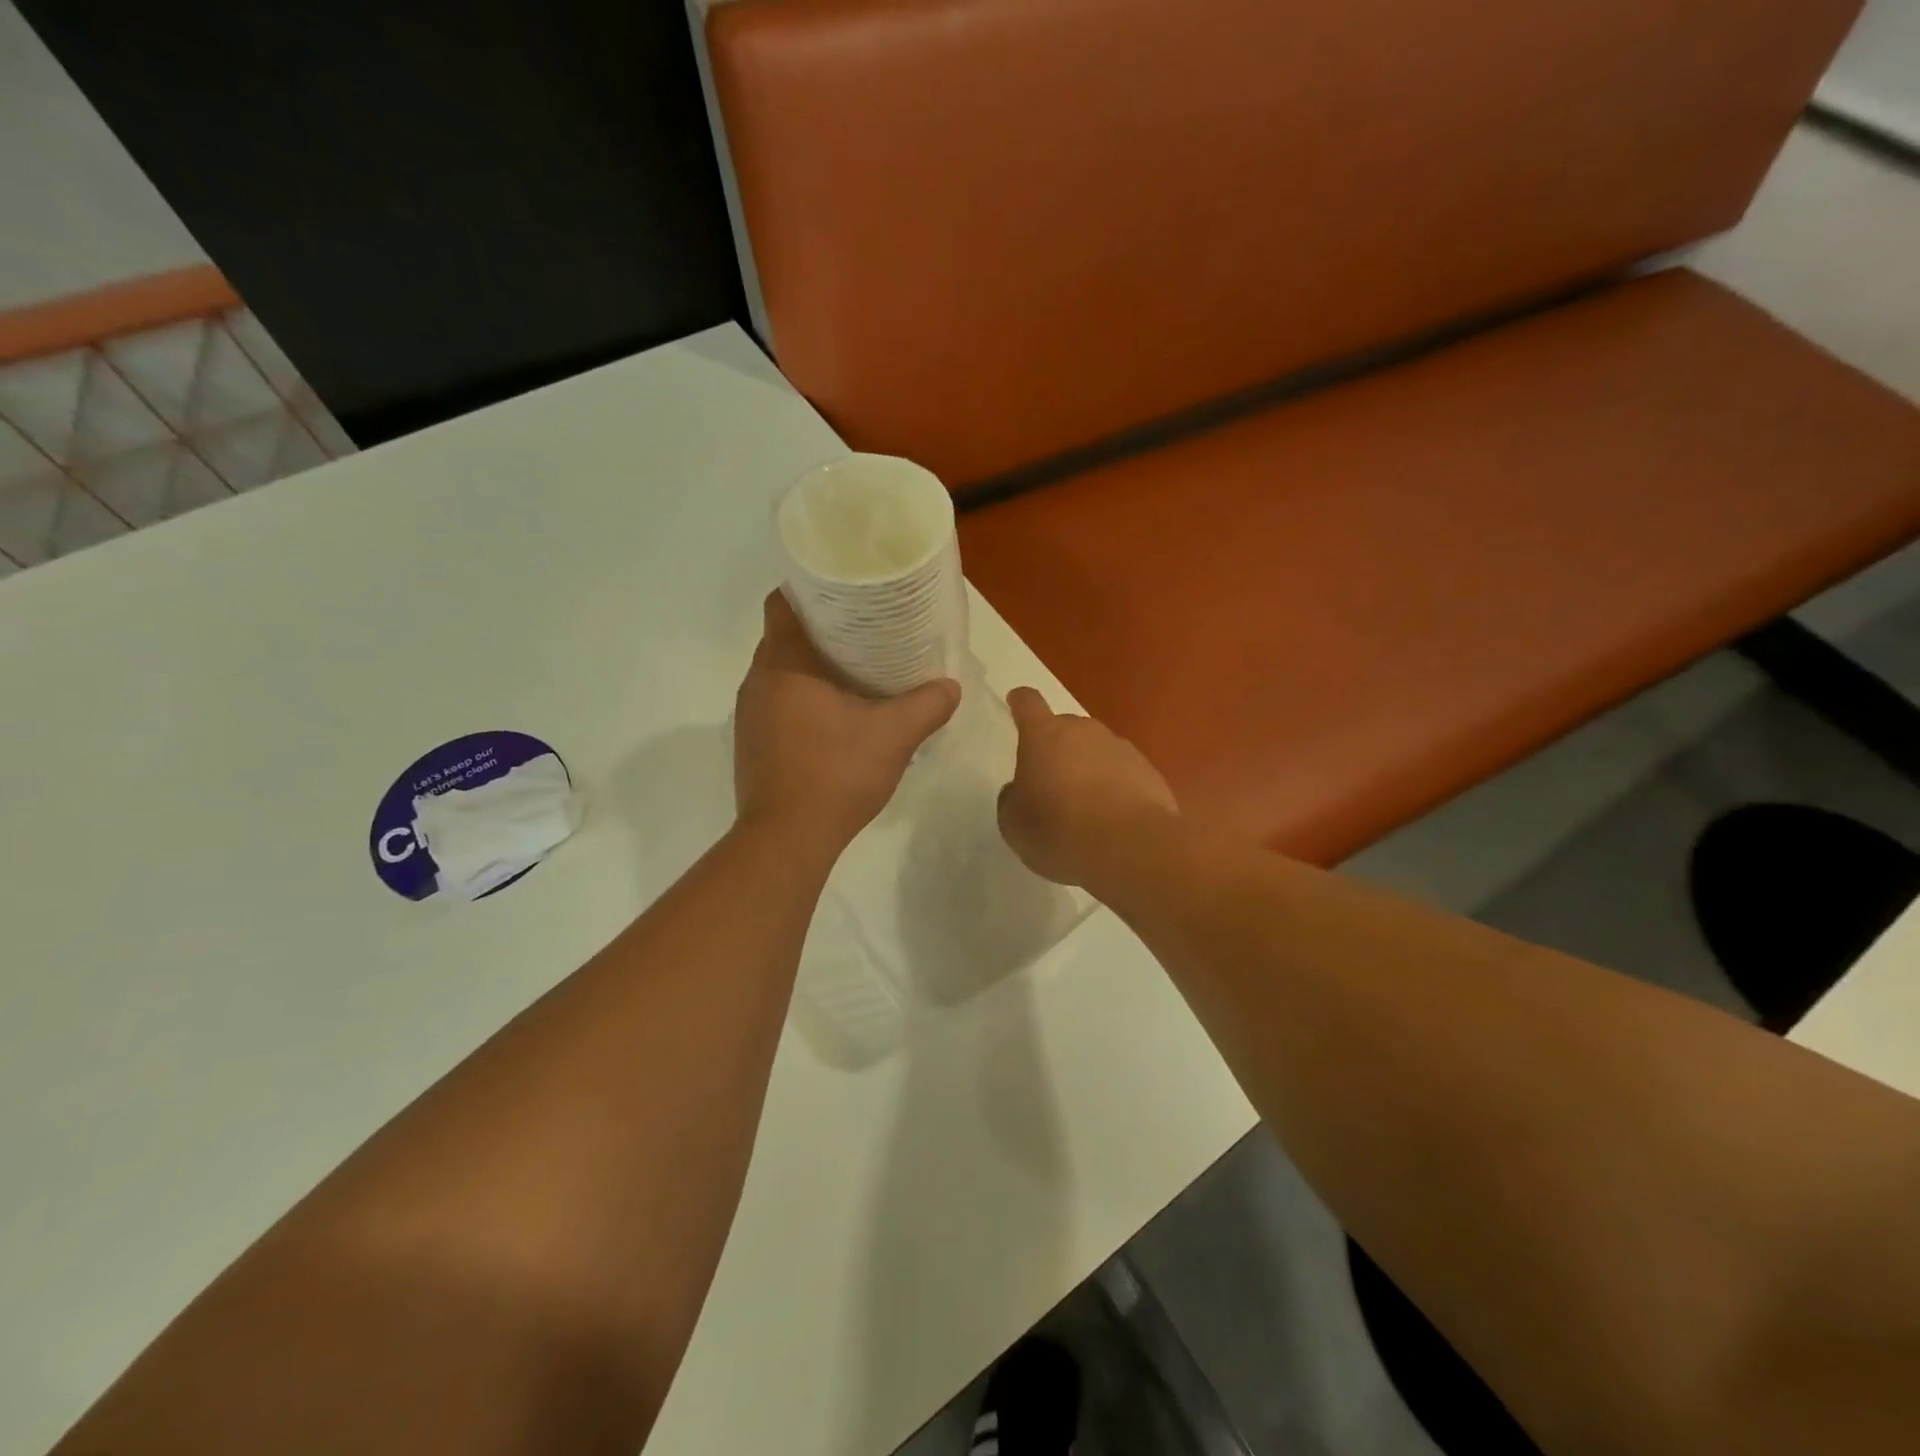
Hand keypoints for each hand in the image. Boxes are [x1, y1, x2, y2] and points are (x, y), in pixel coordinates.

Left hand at [733, 592, 960, 848]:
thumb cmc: (835, 773)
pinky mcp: (752, 746)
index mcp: (783, 665)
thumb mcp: (894, 735)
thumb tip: (951, 686)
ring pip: (781, 675)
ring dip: (812, 670)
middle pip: (784, 638)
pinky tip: (835, 719)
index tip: (845, 592)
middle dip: (822, 631)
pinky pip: (778, 706)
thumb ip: (927, 705)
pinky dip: (803, 701)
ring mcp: (750, 717)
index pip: (782, 604)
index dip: (810, 590)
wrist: (787, 840)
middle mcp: (757, 683)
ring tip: (854, 672)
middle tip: (865, 632)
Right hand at [997, 687, 1178, 886]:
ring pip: (1097, 751)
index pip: (1028, 704)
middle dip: (1058, 750)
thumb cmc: (1059, 830)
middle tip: (1052, 785)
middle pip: (1066, 729)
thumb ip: (1012, 799)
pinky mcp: (1150, 772)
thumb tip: (1020, 789)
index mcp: (1043, 735)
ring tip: (1086, 810)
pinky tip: (1114, 820)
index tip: (1017, 703)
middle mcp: (1084, 731)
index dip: (1021, 703)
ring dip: (1089, 770)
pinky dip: (1117, 790)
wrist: (1130, 847)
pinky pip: (1124, 774)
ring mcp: (1121, 748)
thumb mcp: (1014, 824)